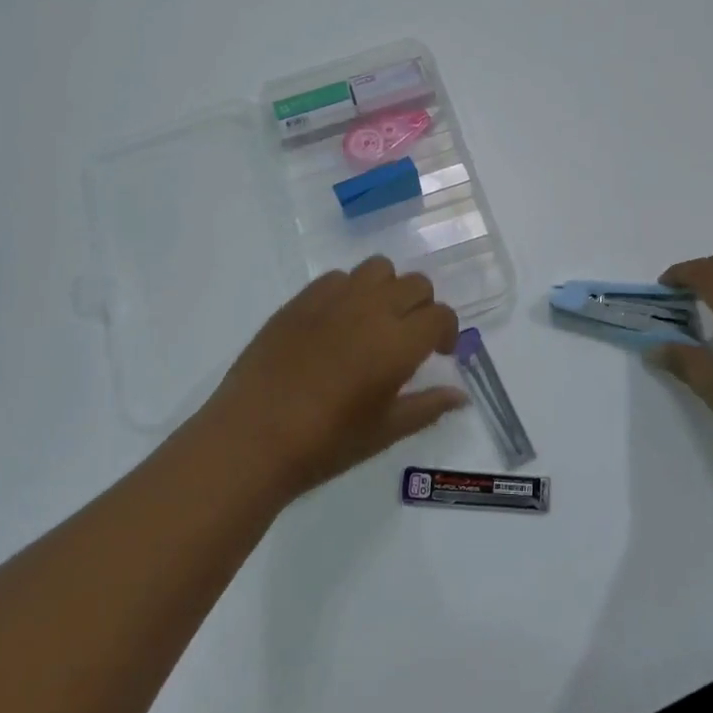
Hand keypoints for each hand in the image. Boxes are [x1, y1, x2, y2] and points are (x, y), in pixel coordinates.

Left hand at [204, 256, 465, 498]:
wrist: (252, 437)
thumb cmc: (325, 443)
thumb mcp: (384, 432)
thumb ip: (427, 406)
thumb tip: (460, 395)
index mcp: (398, 342)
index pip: (440, 315)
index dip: (447, 331)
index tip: (439, 353)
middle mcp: (371, 309)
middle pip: (415, 284)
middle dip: (422, 307)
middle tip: (409, 339)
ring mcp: (333, 299)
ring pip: (378, 269)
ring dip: (388, 289)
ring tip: (375, 322)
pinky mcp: (300, 300)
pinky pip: (338, 277)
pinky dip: (350, 291)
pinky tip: (337, 324)